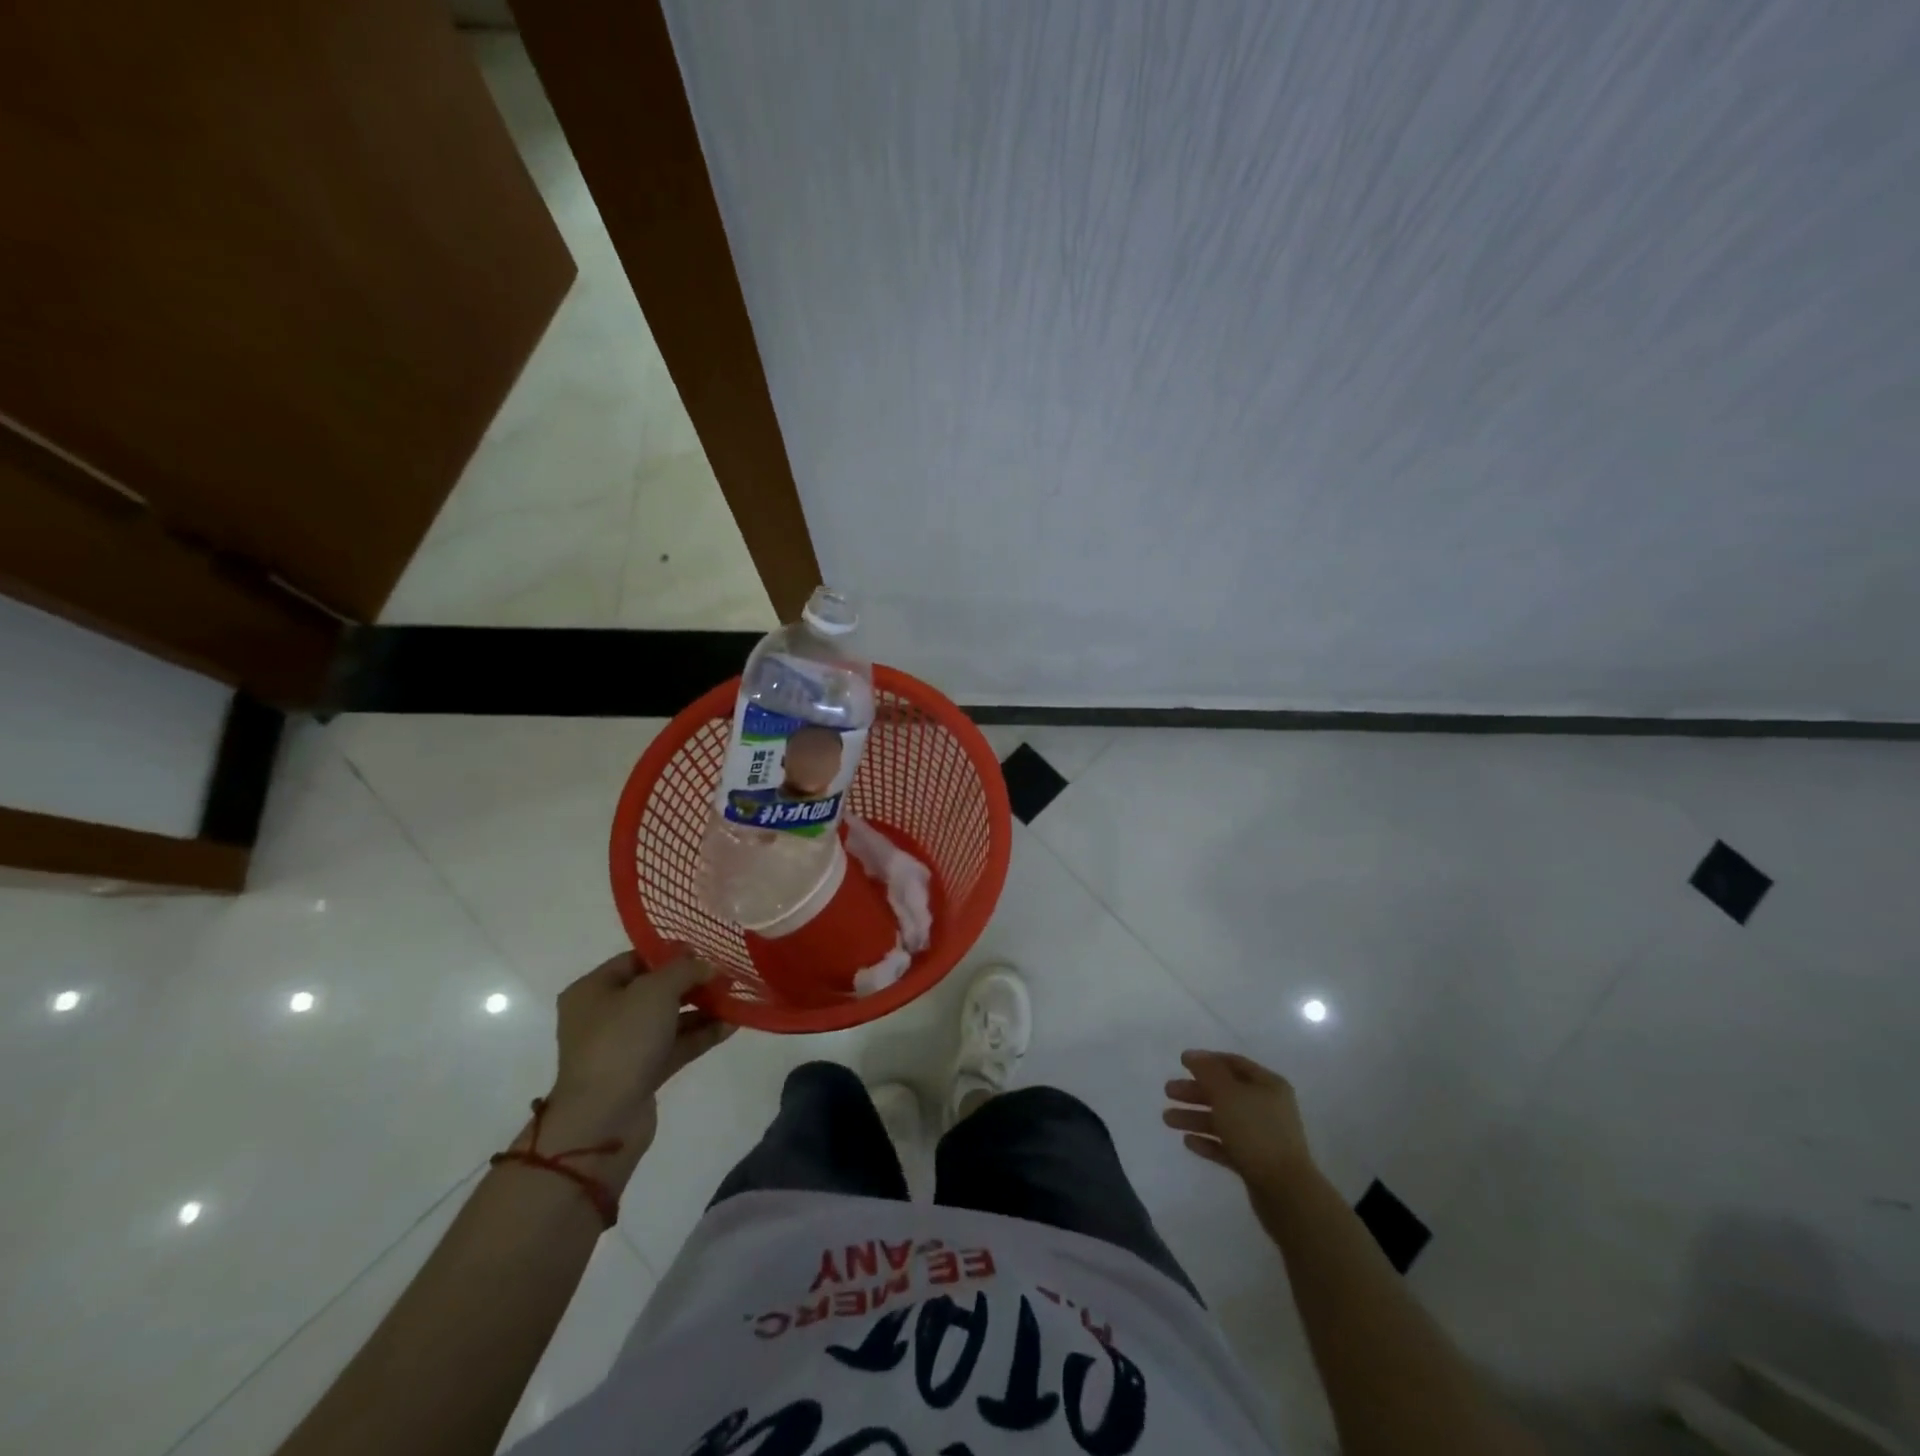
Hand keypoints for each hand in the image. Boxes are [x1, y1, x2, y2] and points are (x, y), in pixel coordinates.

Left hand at [544, 951, 732, 1160]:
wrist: (603, 1119)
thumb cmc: (622, 1040)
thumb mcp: (656, 990)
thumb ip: (685, 970)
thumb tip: (707, 966)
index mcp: (593, 990)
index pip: (636, 959)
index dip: (671, 953)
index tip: (706, 952)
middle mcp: (604, 1016)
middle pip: (654, 989)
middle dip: (692, 982)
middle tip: (726, 976)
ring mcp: (623, 1047)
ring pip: (668, 1019)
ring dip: (702, 1009)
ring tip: (736, 998)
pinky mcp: (641, 1073)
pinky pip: (675, 1045)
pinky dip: (701, 1034)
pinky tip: (732, 1025)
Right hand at [1164, 1050, 1314, 1193]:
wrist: (1286, 1193)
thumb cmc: (1256, 1133)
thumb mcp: (1228, 1094)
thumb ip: (1207, 1071)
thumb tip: (1192, 1054)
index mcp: (1268, 1085)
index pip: (1233, 1063)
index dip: (1207, 1061)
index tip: (1181, 1064)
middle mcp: (1267, 1107)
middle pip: (1225, 1092)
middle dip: (1195, 1091)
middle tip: (1168, 1092)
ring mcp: (1262, 1136)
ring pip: (1223, 1120)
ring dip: (1195, 1117)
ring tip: (1168, 1120)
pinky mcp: (1256, 1163)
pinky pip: (1227, 1146)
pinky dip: (1208, 1141)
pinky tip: (1188, 1142)